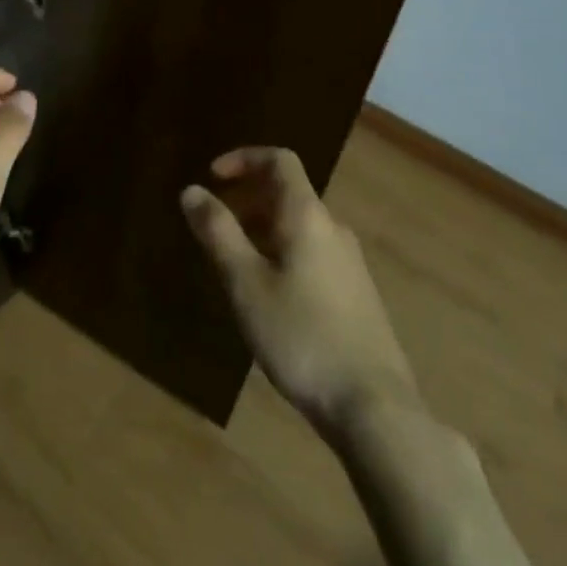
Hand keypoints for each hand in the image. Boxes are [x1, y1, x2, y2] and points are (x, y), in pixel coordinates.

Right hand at [181, 147, 417, 437]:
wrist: (374, 407)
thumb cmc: (301, 336)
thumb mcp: (246, 284)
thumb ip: (218, 233)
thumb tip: (191, 191)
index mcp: (307, 215)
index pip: (279, 160)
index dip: (243, 158)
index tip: (212, 177)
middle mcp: (333, 227)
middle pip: (288, 192)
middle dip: (247, 198)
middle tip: (215, 224)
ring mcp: (349, 261)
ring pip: (299, 226)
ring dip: (263, 228)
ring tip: (233, 262)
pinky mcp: (356, 293)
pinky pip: (312, 252)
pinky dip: (282, 252)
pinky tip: (268, 295)